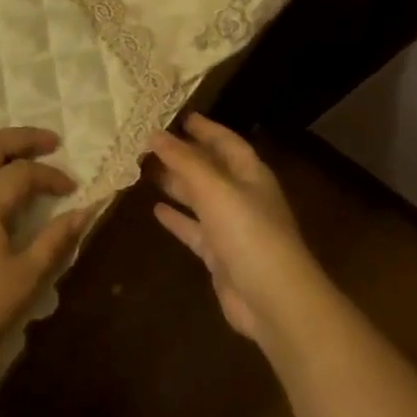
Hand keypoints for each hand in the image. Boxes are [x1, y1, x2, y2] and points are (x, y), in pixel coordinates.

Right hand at [149, 114, 328, 347]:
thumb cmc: (248, 233)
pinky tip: (155, 210)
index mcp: (250, 174)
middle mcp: (242, 196)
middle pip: (210, 168)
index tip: (177, 116)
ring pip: (199, 198)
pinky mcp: (220, 255)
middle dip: (182, 155)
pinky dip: (177, 219)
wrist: (273, 300)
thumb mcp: (215, 189)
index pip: (226, 141)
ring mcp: (232, 227)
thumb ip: (184, 161)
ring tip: (143, 170)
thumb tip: (155, 134)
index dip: (204, 128)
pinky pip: (194, 229)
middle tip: (147, 143)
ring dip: (175, 184)